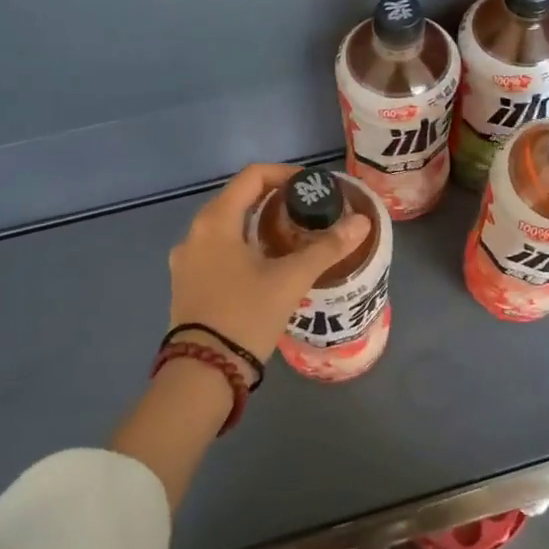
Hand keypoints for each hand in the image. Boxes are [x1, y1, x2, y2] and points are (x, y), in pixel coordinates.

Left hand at [168, 162, 371, 363]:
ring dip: (259, 224)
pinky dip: (244, 246)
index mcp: (215, 221)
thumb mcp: (291, 279)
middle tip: (308, 213)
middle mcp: (195, 233)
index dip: (285, 174)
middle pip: (239, 199)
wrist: (202, 373)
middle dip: (275, 200)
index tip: (312, 188)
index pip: (252, 176)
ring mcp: (186, 260)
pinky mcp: (187, 283)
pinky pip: (218, 250)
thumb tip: (362, 221)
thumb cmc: (246, 315)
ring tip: (292, 239)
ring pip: (228, 226)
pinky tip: (267, 266)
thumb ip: (327, 247)